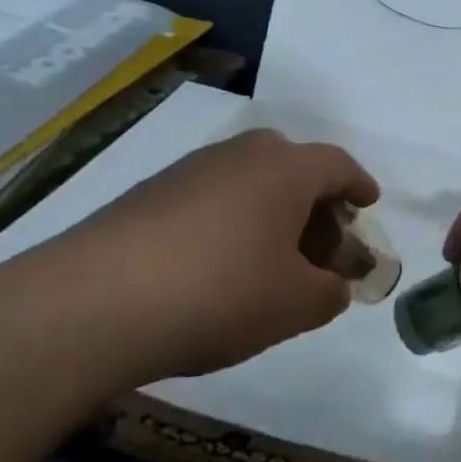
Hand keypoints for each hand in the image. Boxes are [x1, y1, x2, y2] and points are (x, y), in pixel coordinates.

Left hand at [0, 128, 378, 393]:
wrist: (91, 304)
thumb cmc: (219, 293)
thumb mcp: (295, 305)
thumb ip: (330, 293)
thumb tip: (332, 286)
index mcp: (285, 170)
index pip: (338, 165)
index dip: (359, 185)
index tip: (369, 204)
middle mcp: (240, 156)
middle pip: (292, 166)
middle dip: (315, 201)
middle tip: (321, 242)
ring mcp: (189, 171)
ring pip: (248, 181)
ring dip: (270, 212)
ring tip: (270, 260)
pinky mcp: (147, 194)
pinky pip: (210, 198)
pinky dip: (229, 222)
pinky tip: (218, 267)